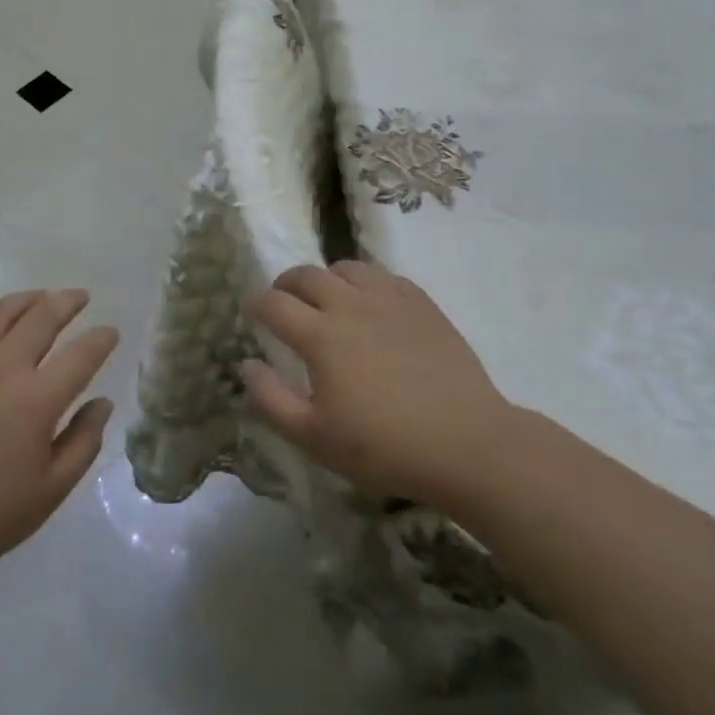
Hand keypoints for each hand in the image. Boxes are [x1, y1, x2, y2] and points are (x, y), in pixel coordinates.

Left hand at [0, 290, 116, 588]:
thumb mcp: (48, 492)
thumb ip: (83, 443)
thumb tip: (102, 403)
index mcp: (37, 400)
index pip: (82, 354)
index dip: (101, 339)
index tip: (111, 333)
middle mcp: (2, 367)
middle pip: (42, 317)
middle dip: (68, 302)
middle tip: (80, 297)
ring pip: (0, 312)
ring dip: (27, 299)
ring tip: (40, 297)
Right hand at [241, 262, 512, 507]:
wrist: (466, 443)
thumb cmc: (384, 447)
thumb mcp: (314, 437)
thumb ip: (271, 398)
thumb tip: (247, 364)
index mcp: (320, 336)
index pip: (274, 303)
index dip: (255, 303)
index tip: (251, 311)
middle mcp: (351, 305)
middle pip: (307, 275)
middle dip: (285, 284)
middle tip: (282, 301)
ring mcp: (390, 300)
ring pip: (347, 267)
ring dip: (327, 278)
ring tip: (327, 298)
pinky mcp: (422, 304)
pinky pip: (384, 276)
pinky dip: (365, 282)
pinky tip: (370, 304)